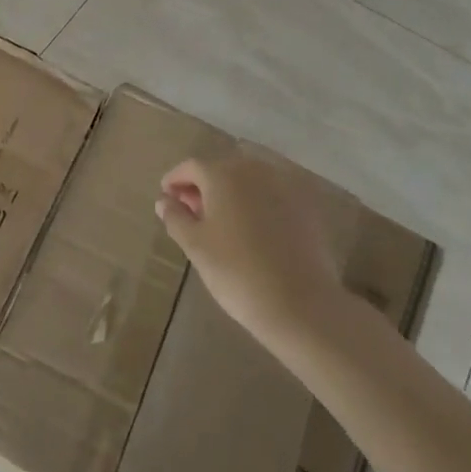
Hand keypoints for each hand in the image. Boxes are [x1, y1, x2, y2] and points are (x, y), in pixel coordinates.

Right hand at [154, 147, 359, 351]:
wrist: (302, 305)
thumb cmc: (237, 272)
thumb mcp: (195, 247)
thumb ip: (176, 218)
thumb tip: (165, 200)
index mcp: (222, 174)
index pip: (191, 167)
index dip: (175, 180)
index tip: (166, 196)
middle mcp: (253, 169)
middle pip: (220, 169)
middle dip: (203, 186)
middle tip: (191, 211)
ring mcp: (283, 185)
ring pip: (248, 179)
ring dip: (230, 192)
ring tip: (221, 220)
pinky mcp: (305, 205)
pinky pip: (271, 194)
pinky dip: (256, 202)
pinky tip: (252, 227)